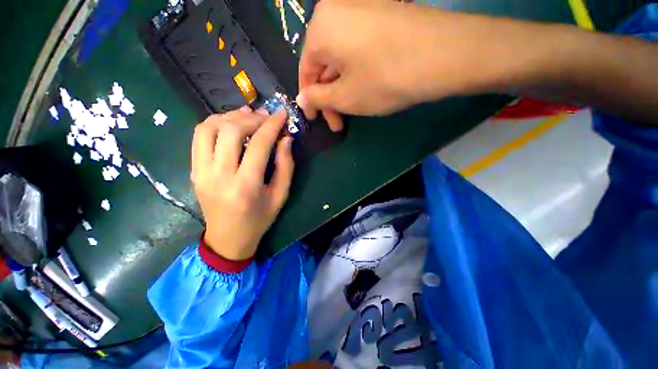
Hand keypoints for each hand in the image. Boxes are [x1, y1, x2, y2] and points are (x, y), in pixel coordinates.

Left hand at [191, 108, 293, 260]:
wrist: (226, 239)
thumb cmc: (256, 222)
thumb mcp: (279, 198)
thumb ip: (285, 166)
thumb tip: (285, 137)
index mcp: (245, 187)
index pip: (258, 144)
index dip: (272, 124)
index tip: (281, 114)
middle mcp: (219, 176)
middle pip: (230, 130)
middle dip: (251, 118)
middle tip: (263, 118)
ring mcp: (201, 172)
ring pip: (209, 128)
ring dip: (228, 117)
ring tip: (244, 117)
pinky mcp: (193, 170)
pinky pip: (198, 136)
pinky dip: (213, 124)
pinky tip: (227, 125)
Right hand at [297, 0, 554, 129]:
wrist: (449, 50)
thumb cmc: (392, 74)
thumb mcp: (350, 96)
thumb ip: (320, 98)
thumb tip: (305, 98)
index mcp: (319, 27)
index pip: (306, 69)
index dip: (313, 98)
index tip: (324, 121)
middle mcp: (336, 10)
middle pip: (327, 56)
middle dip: (334, 88)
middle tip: (345, 116)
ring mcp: (363, 6)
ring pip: (347, 47)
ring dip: (350, 75)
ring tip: (363, 99)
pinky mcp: (386, 8)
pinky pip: (364, 37)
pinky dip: (365, 59)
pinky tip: (378, 76)